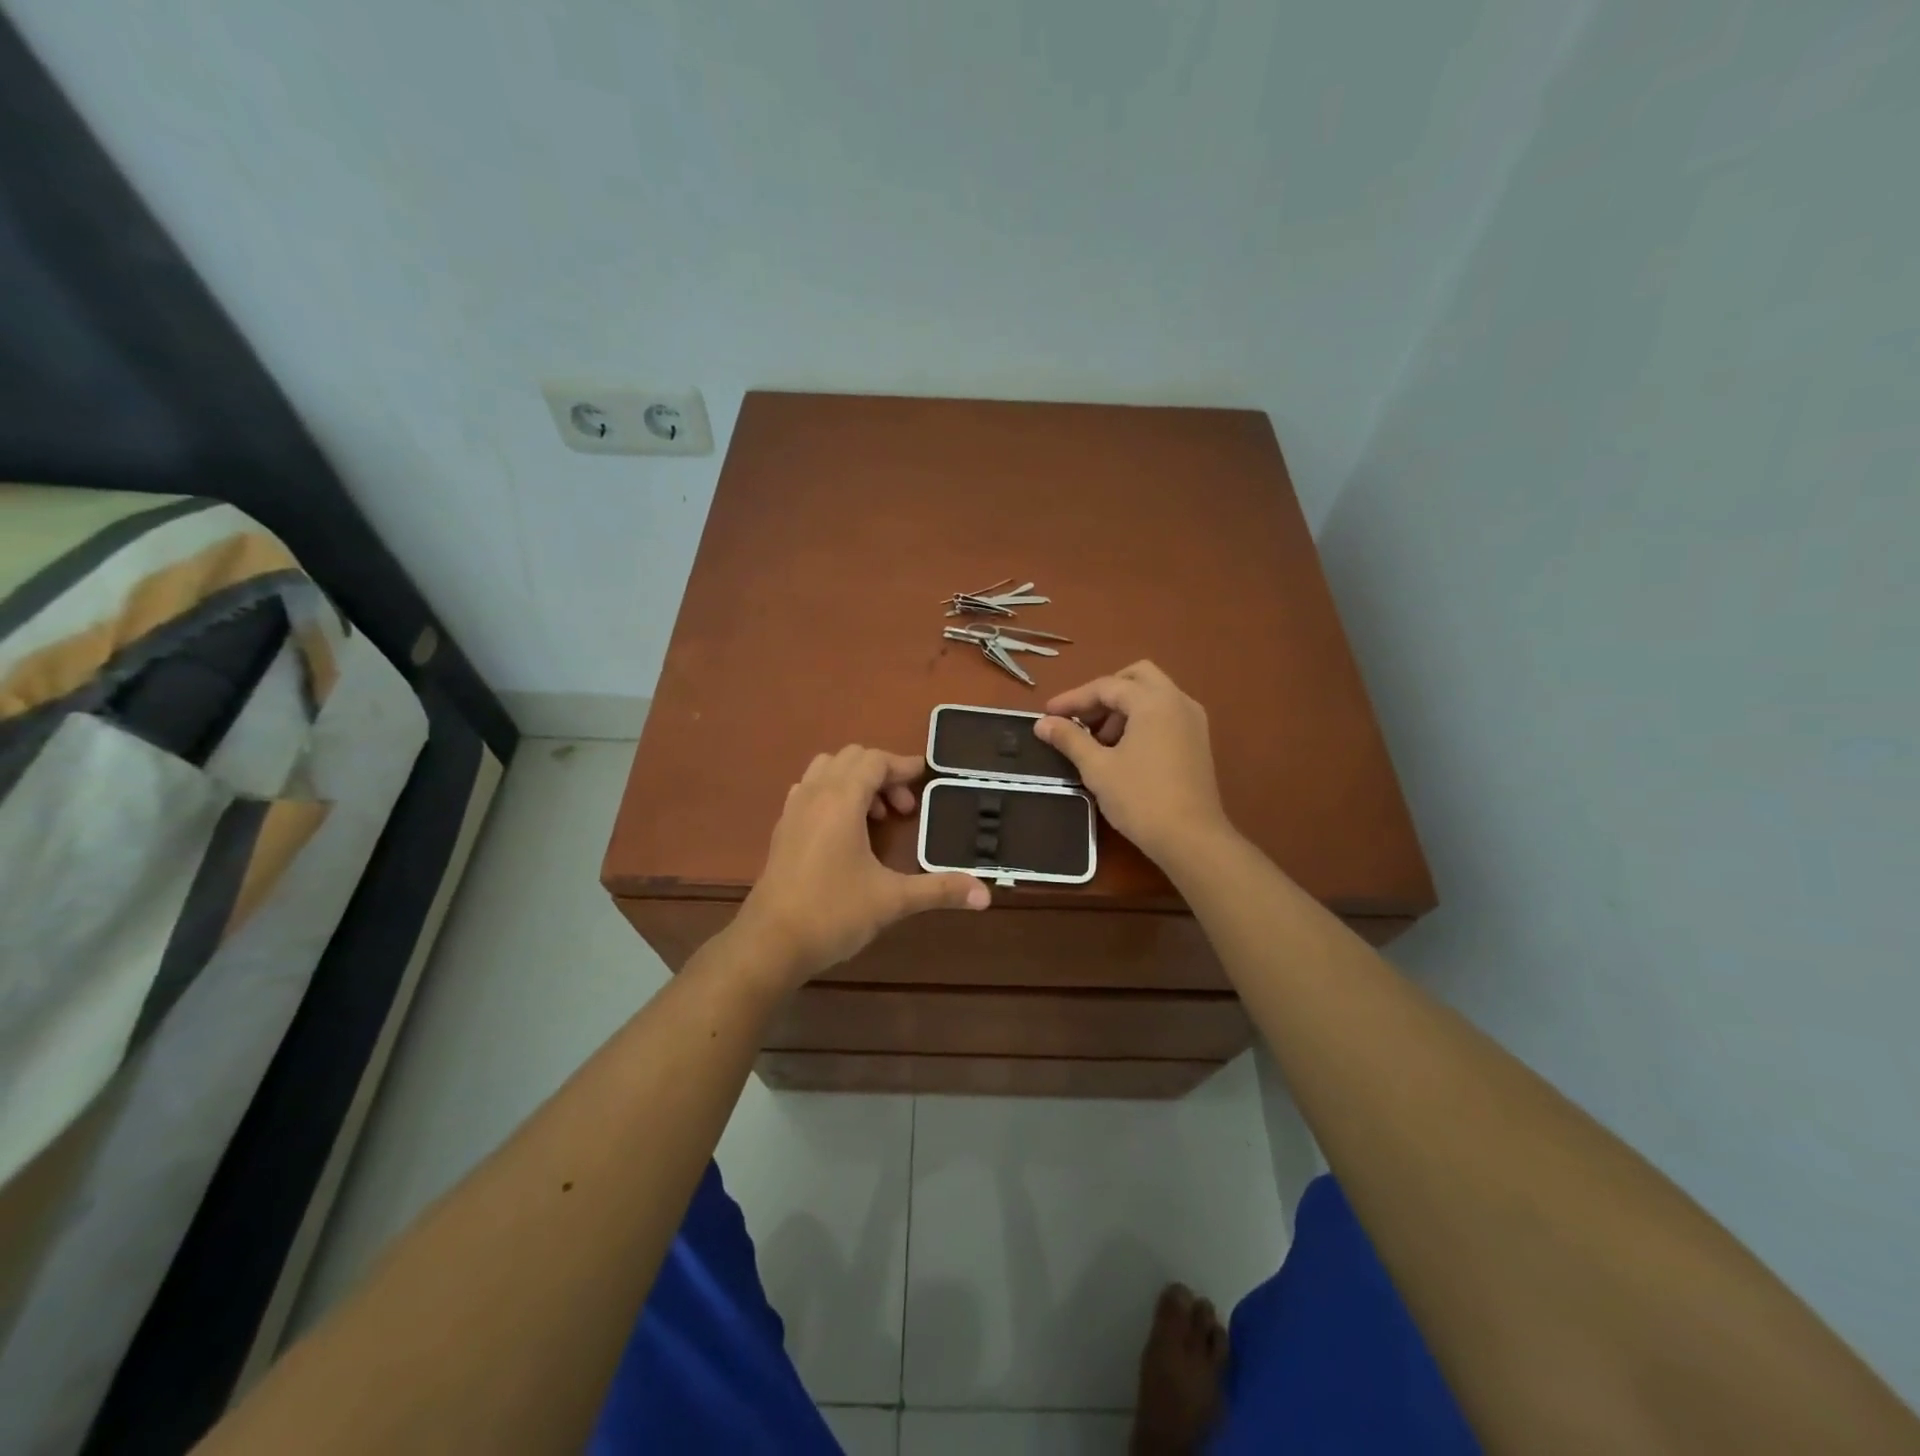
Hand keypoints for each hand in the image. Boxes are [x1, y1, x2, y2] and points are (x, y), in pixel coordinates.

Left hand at [733, 746, 989, 984]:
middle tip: (905, 808)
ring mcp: (793, 811)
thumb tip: (985, 894)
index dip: (903, 765)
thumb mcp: (892, 900)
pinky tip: (845, 830)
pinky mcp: (782, 830)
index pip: (874, 760)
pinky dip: (831, 794)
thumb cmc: (833, 913)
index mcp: (841, 800)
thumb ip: (939, 890)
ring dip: (855, 781)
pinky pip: (809, 790)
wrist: (770, 943)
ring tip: (876, 817)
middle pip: (850, 758)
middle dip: (882, 773)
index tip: (927, 777)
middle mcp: (815, 795)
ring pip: (825, 770)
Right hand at [1034, 662, 1230, 864]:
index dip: (1073, 699)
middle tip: (1080, 718)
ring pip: (1153, 695)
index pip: (1106, 686)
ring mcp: (1193, 720)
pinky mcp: (1198, 741)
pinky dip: (1141, 719)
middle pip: (1136, 677)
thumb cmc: (1141, 799)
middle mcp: (1178, 701)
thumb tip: (1042, 724)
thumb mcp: (1097, 768)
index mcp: (1154, 701)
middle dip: (1104, 693)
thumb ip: (1069, 739)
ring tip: (1098, 740)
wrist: (1191, 839)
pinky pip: (1165, 714)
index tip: (1048, 714)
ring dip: (1123, 707)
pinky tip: (1123, 749)